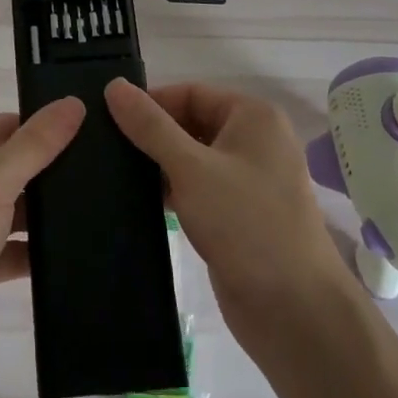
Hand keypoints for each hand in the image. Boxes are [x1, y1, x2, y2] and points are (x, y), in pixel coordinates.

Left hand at [0, 98, 85, 376]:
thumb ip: (37, 144)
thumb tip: (73, 103)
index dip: (39, 130)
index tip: (87, 135)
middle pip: (2, 164)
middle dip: (41, 173)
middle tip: (97, 171)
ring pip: (3, 206)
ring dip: (37, 213)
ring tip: (94, 206)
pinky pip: (1, 245)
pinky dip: (27, 248)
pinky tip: (71, 249)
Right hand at [104, 78, 346, 354]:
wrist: (294, 311)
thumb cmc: (246, 223)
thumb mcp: (191, 168)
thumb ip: (150, 126)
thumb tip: (114, 86)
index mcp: (253, 116)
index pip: (190, 93)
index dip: (150, 103)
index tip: (106, 120)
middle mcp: (254, 141)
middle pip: (190, 123)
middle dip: (152, 135)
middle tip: (103, 147)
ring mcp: (248, 180)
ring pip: (192, 158)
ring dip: (158, 165)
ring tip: (112, 172)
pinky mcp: (238, 214)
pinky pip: (198, 188)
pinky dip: (172, 191)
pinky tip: (138, 201)